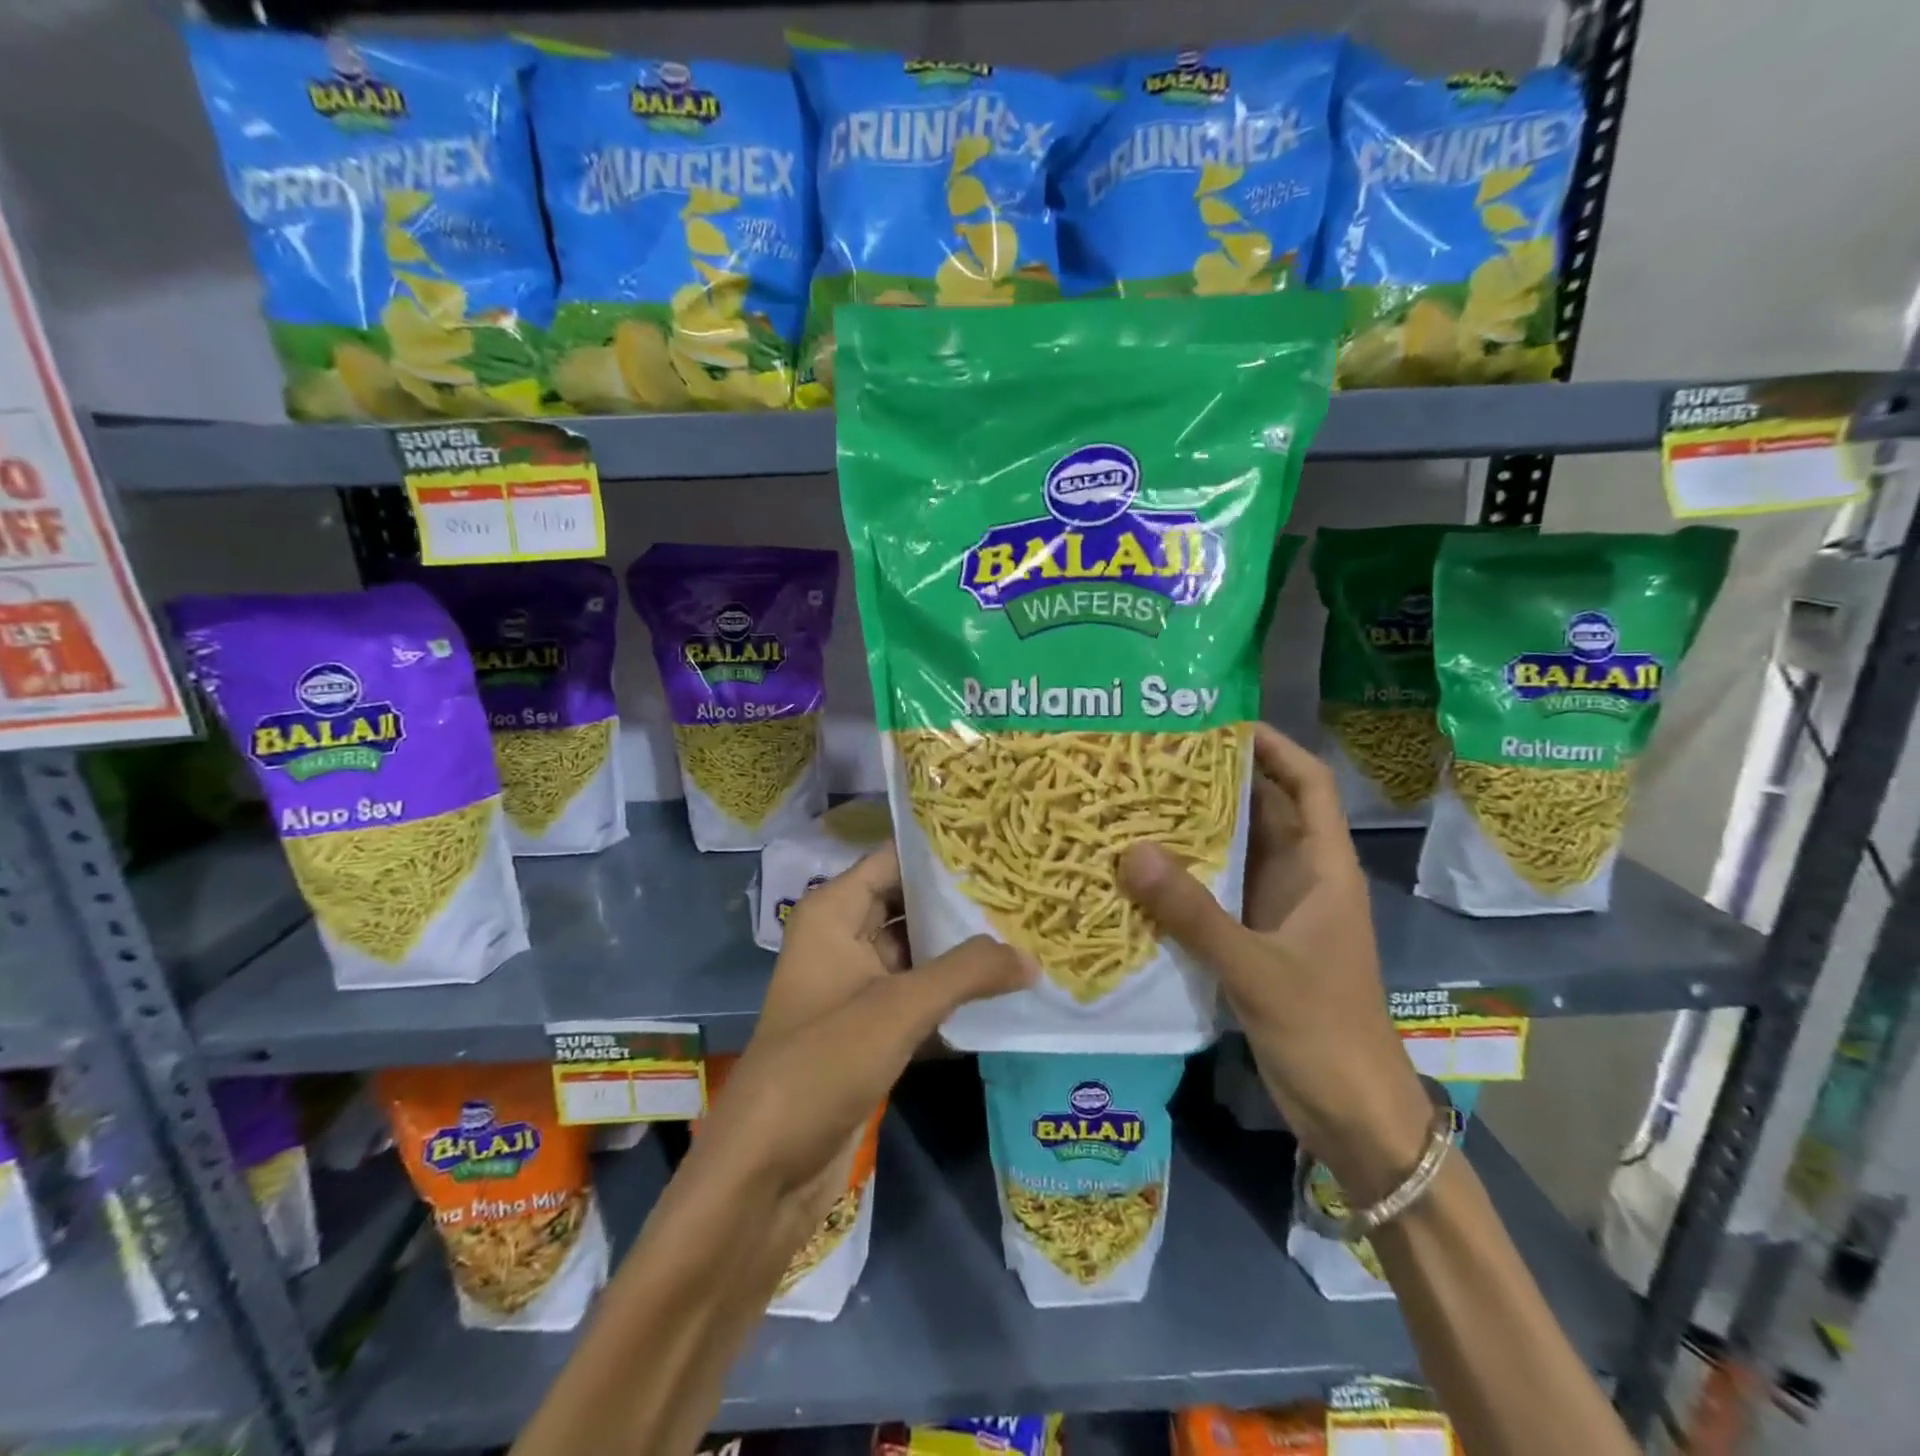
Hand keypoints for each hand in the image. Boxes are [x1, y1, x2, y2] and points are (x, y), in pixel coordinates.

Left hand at [692, 845, 1030, 1252]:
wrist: (767, 1167)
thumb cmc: (822, 1063)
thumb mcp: (898, 1008)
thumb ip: (967, 972)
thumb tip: (1033, 956)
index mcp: (834, 912)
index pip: (895, 859)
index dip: (944, 852)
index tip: (1002, 845)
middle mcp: (843, 938)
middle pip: (909, 903)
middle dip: (962, 901)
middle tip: (1026, 890)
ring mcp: (856, 986)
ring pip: (918, 951)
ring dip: (963, 949)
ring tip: (1028, 931)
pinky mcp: (869, 1029)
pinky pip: (918, 994)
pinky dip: (953, 992)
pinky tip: (1004, 990)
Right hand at [1119, 723, 1430, 1203]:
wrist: (1353, 1113)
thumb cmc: (1324, 1031)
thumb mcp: (1257, 968)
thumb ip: (1194, 913)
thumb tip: (1130, 852)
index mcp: (1323, 869)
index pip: (1308, 784)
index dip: (1275, 747)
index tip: (1222, 722)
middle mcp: (1301, 879)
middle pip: (1263, 811)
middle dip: (1217, 782)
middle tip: (1154, 759)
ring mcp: (1278, 911)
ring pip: (1236, 853)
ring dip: (1196, 830)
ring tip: (1137, 802)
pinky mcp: (1255, 942)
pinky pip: (1217, 894)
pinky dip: (1186, 878)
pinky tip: (1141, 871)